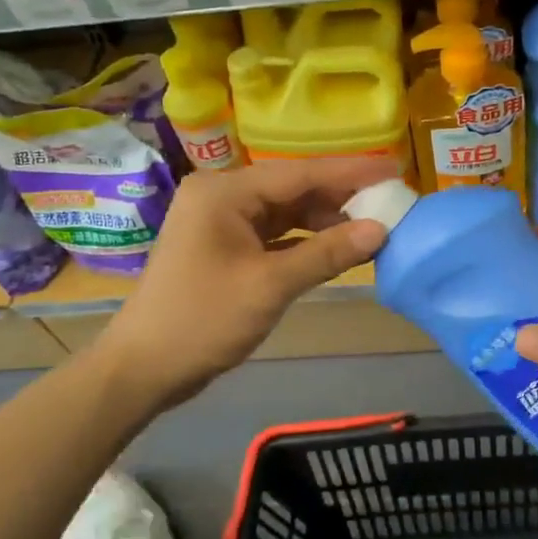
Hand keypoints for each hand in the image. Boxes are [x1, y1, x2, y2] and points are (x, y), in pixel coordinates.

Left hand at [97, 157, 394, 408]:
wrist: (142, 368)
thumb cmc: (202, 320)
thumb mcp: (270, 286)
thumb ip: (327, 254)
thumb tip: (381, 231)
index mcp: (225, 192)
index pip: (300, 172)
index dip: (351, 172)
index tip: (394, 170)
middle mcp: (222, 195)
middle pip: (293, 188)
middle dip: (340, 198)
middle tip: (391, 204)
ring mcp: (221, 221)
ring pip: (285, 212)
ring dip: (325, 221)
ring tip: (372, 228)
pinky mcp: (224, 246)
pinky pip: (273, 234)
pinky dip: (304, 241)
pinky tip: (337, 248)